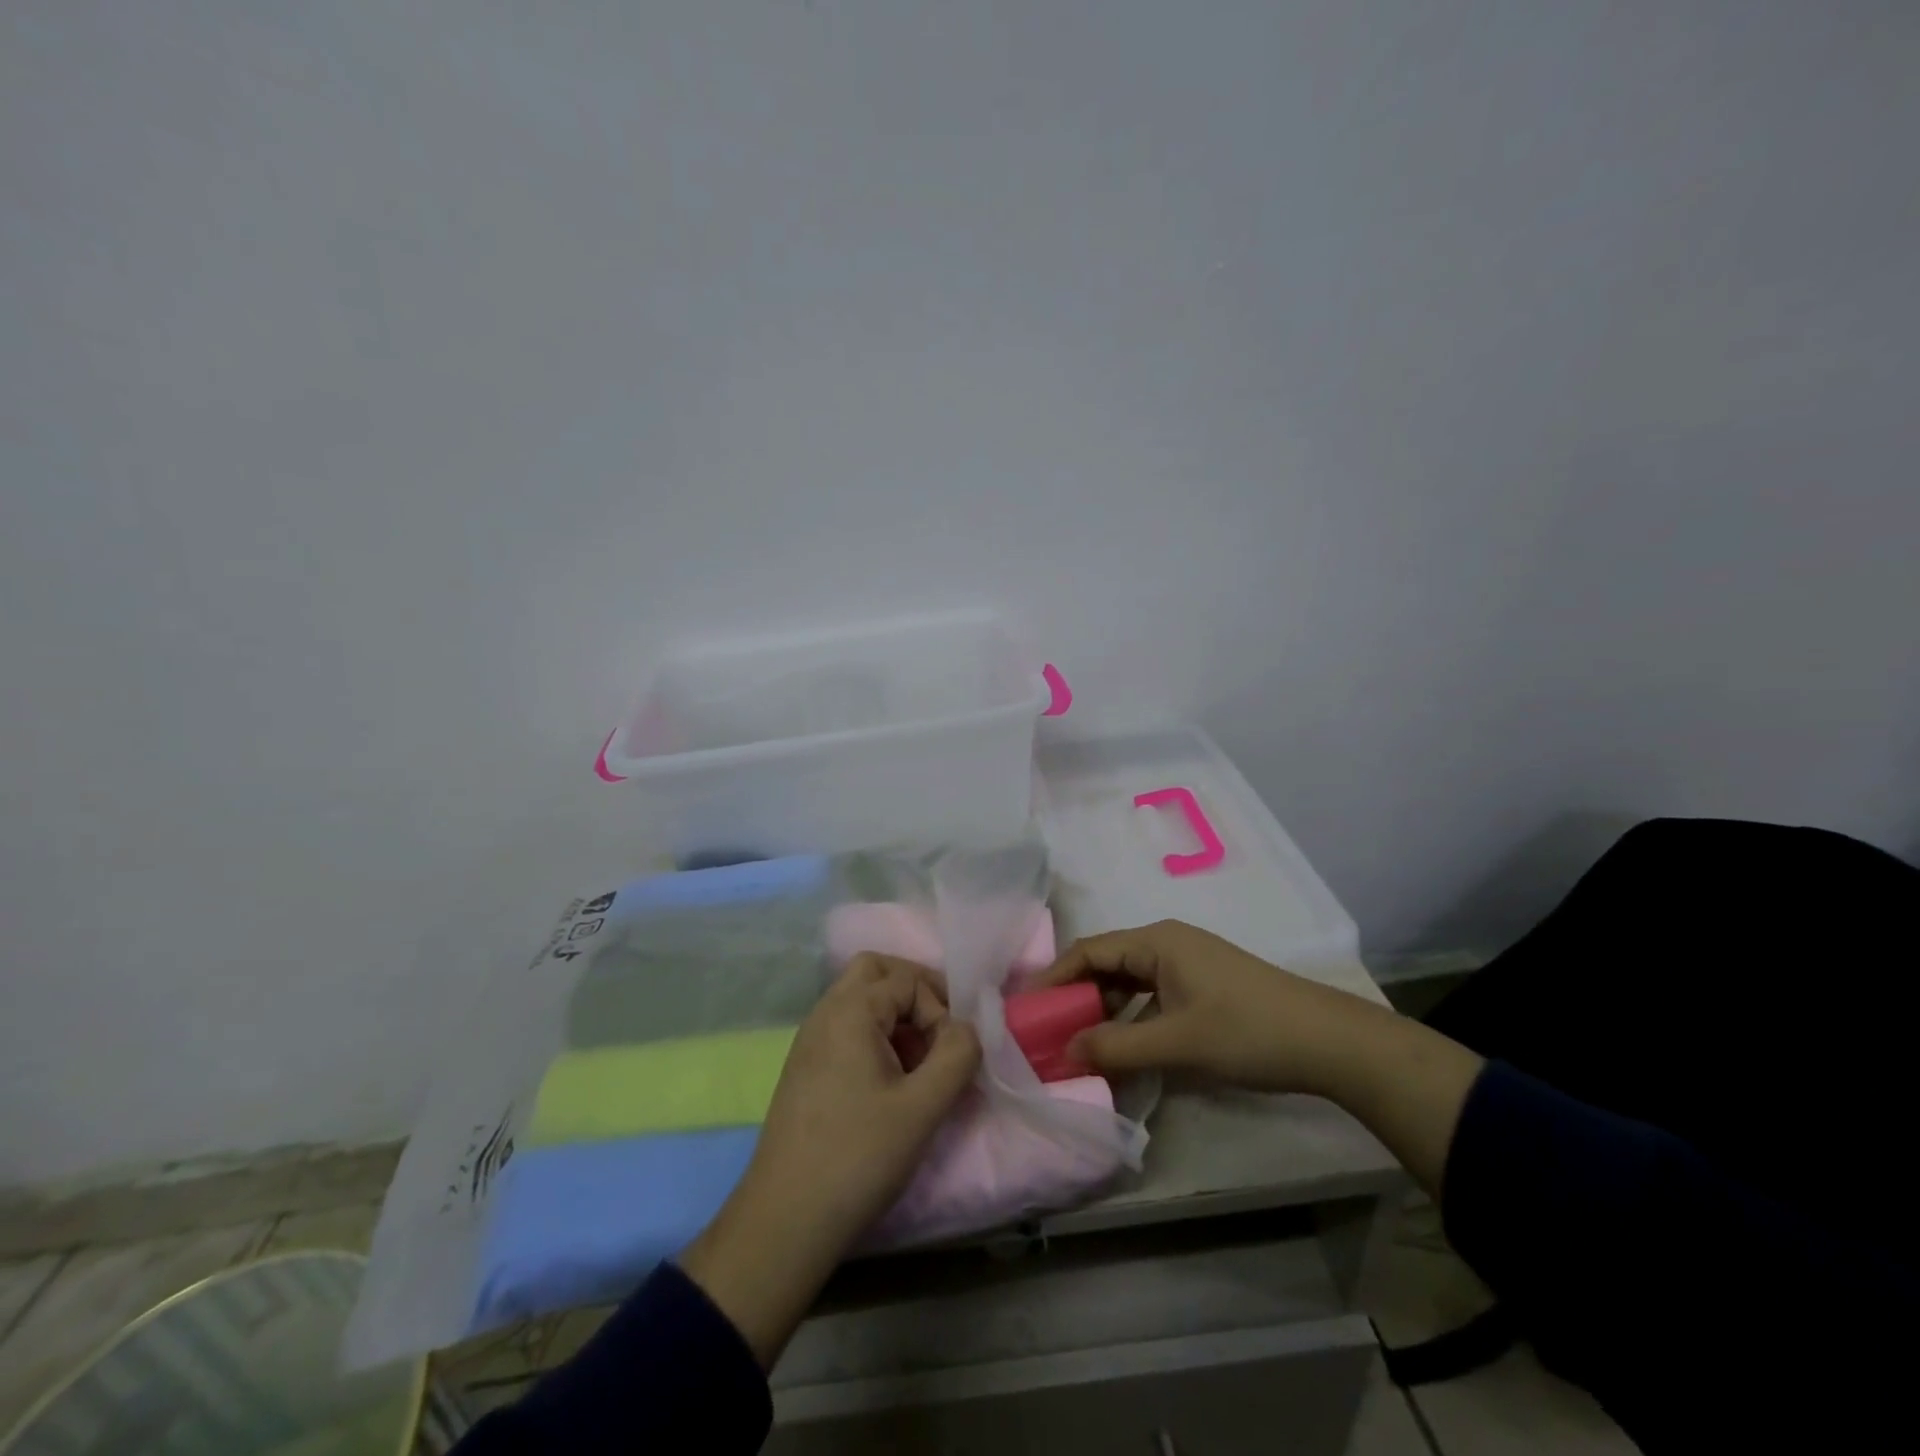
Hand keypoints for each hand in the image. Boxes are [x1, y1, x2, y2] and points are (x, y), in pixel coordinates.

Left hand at [680, 954, 980, 1364]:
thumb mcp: (923, 1107)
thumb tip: (969, 1027)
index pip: (908, 979)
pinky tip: (889, 1081)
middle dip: (914, 991)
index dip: (939, 1009)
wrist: (785, 1221)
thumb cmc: (858, 1157)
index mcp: (850, 1010)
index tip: (952, 1054)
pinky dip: (874, 1034)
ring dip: (895, 1014)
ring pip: (859, 998)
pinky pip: (845, 1027)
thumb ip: (957, 1056)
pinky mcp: (805, 1067)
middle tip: (939, 1031)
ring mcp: (809, 1040)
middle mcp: (825, 1012)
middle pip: (875, 971)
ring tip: (918, 1061)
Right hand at [1032, 919, 1389, 1096]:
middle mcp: (1167, 944)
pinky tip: (1123, 1047)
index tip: (1027, 1010)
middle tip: (1047, 1034)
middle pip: (1106, 964)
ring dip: (1103, 1011)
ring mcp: (1187, 965)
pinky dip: (1130, 1018)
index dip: (1054, 978)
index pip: (1088, 951)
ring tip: (1077, 1044)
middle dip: (1075, 997)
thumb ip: (1115, 1046)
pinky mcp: (1202, 987)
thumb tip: (1062, 1053)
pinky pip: (1151, 996)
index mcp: (1156, 941)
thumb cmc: (1247, 1031)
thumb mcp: (1176, 1042)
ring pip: (1129, 983)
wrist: (1329, 1042)